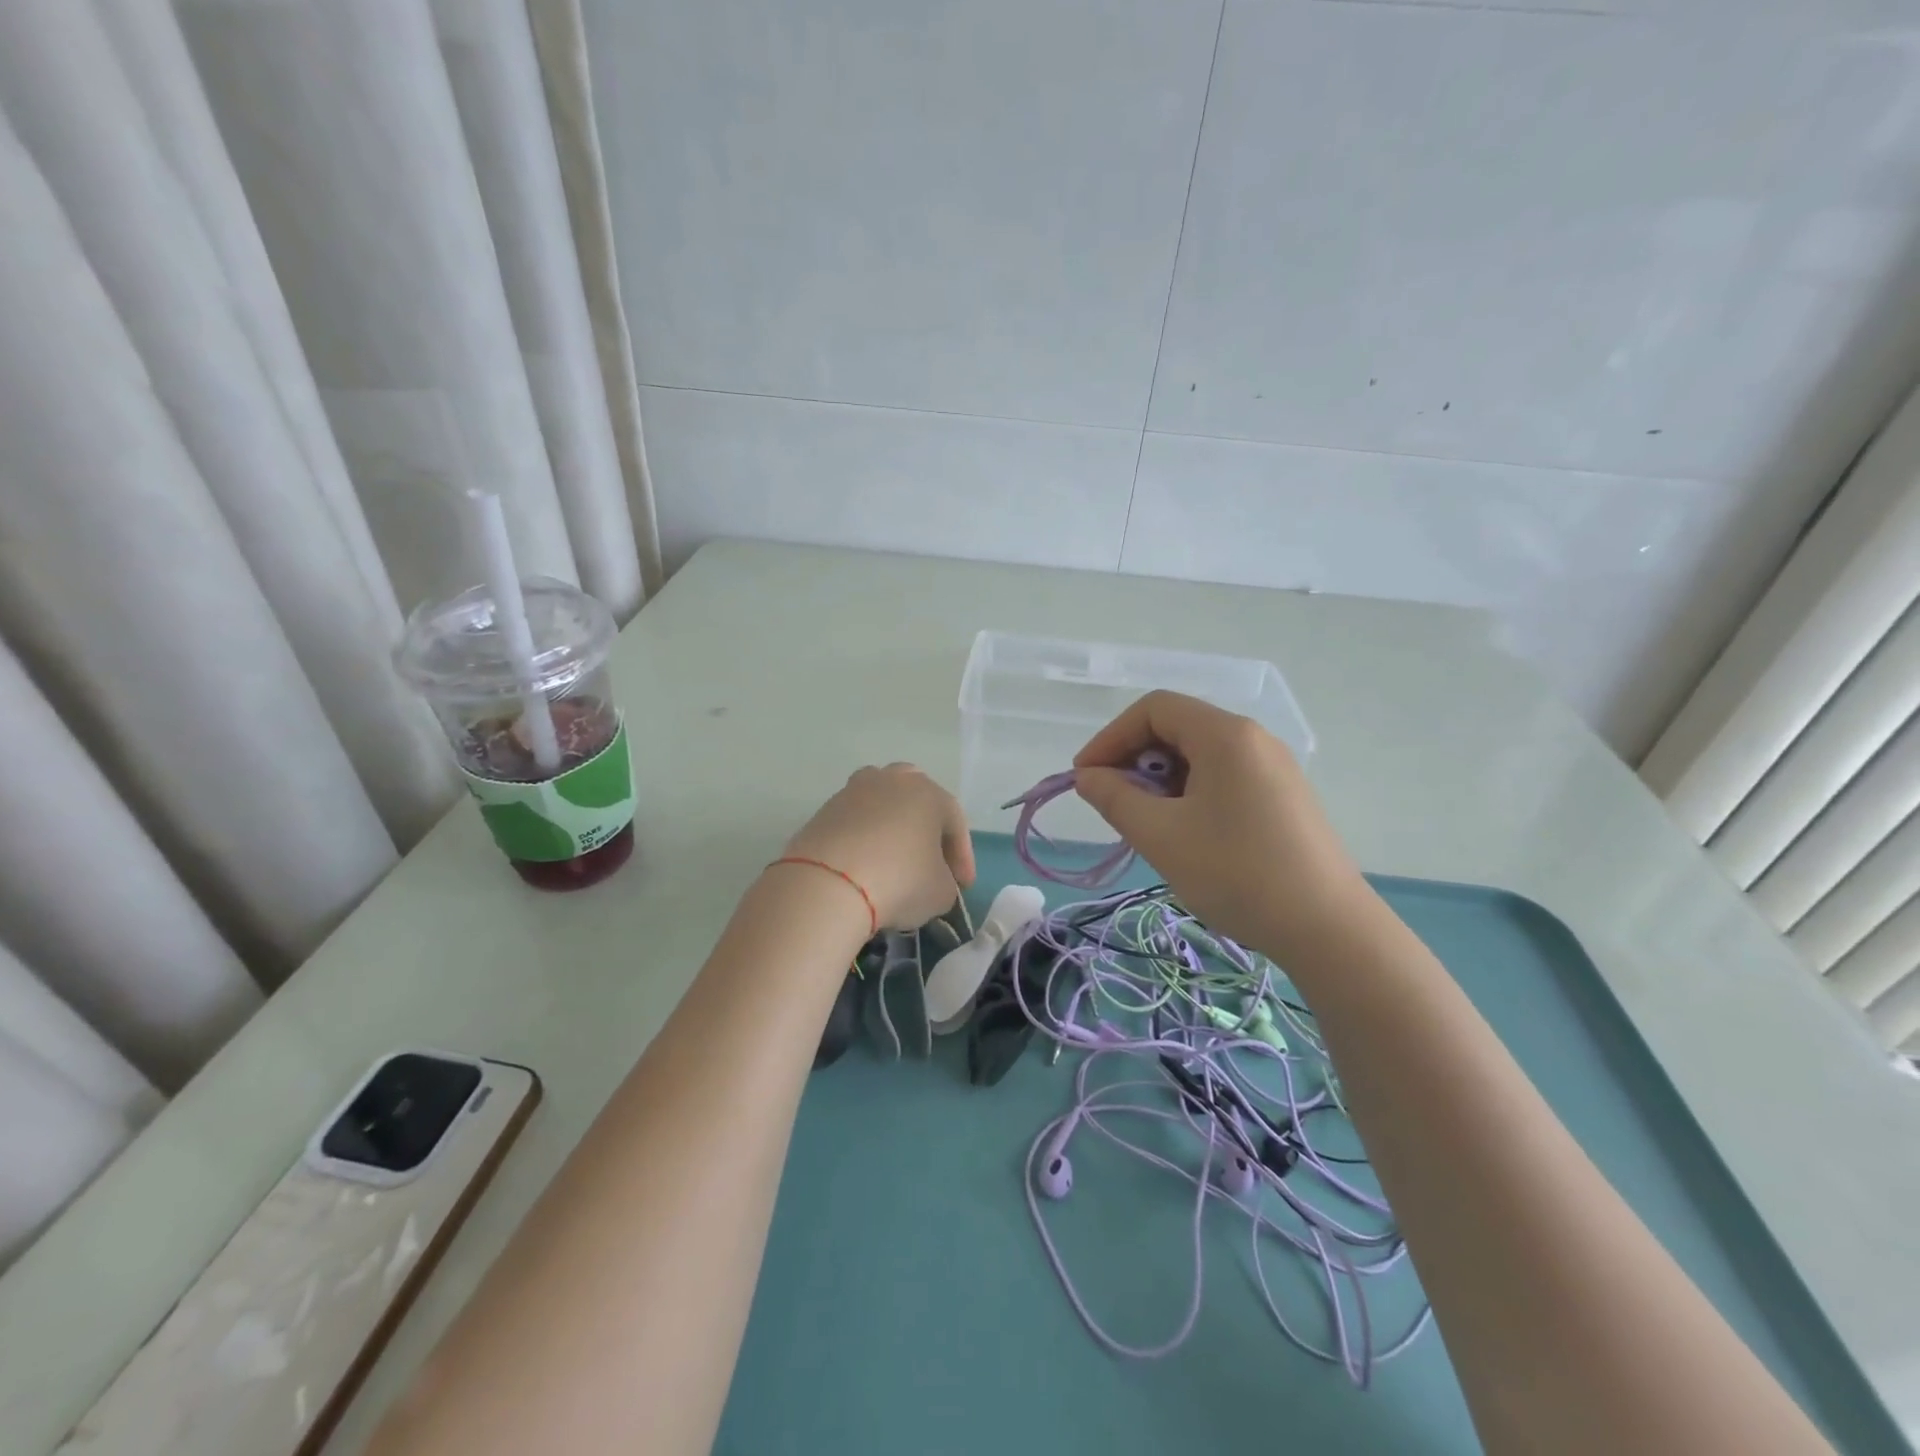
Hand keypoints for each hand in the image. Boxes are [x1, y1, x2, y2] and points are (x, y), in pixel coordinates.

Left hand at [781, 764, 975, 931]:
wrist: (828, 884)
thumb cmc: (900, 881)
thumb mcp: (941, 893)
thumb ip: (946, 882)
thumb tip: (933, 880)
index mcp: (929, 793)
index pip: (955, 823)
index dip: (962, 857)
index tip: (963, 887)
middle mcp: (893, 781)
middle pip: (917, 798)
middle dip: (926, 827)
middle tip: (929, 860)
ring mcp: (853, 791)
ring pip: (881, 804)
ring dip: (891, 826)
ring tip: (892, 857)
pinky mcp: (824, 810)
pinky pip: (854, 822)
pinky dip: (862, 839)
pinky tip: (863, 865)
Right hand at [1073, 691, 1372, 961]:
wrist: (1329, 929)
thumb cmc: (1236, 874)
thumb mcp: (1161, 836)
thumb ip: (1114, 798)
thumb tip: (1088, 777)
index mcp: (1225, 735)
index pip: (1153, 709)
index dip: (1110, 737)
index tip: (1086, 778)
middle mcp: (1253, 738)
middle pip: (1177, 727)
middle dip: (1134, 759)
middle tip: (1114, 804)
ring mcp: (1273, 767)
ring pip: (1199, 754)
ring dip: (1161, 779)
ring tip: (1146, 824)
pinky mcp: (1283, 796)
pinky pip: (1223, 776)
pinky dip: (1189, 792)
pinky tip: (1184, 833)